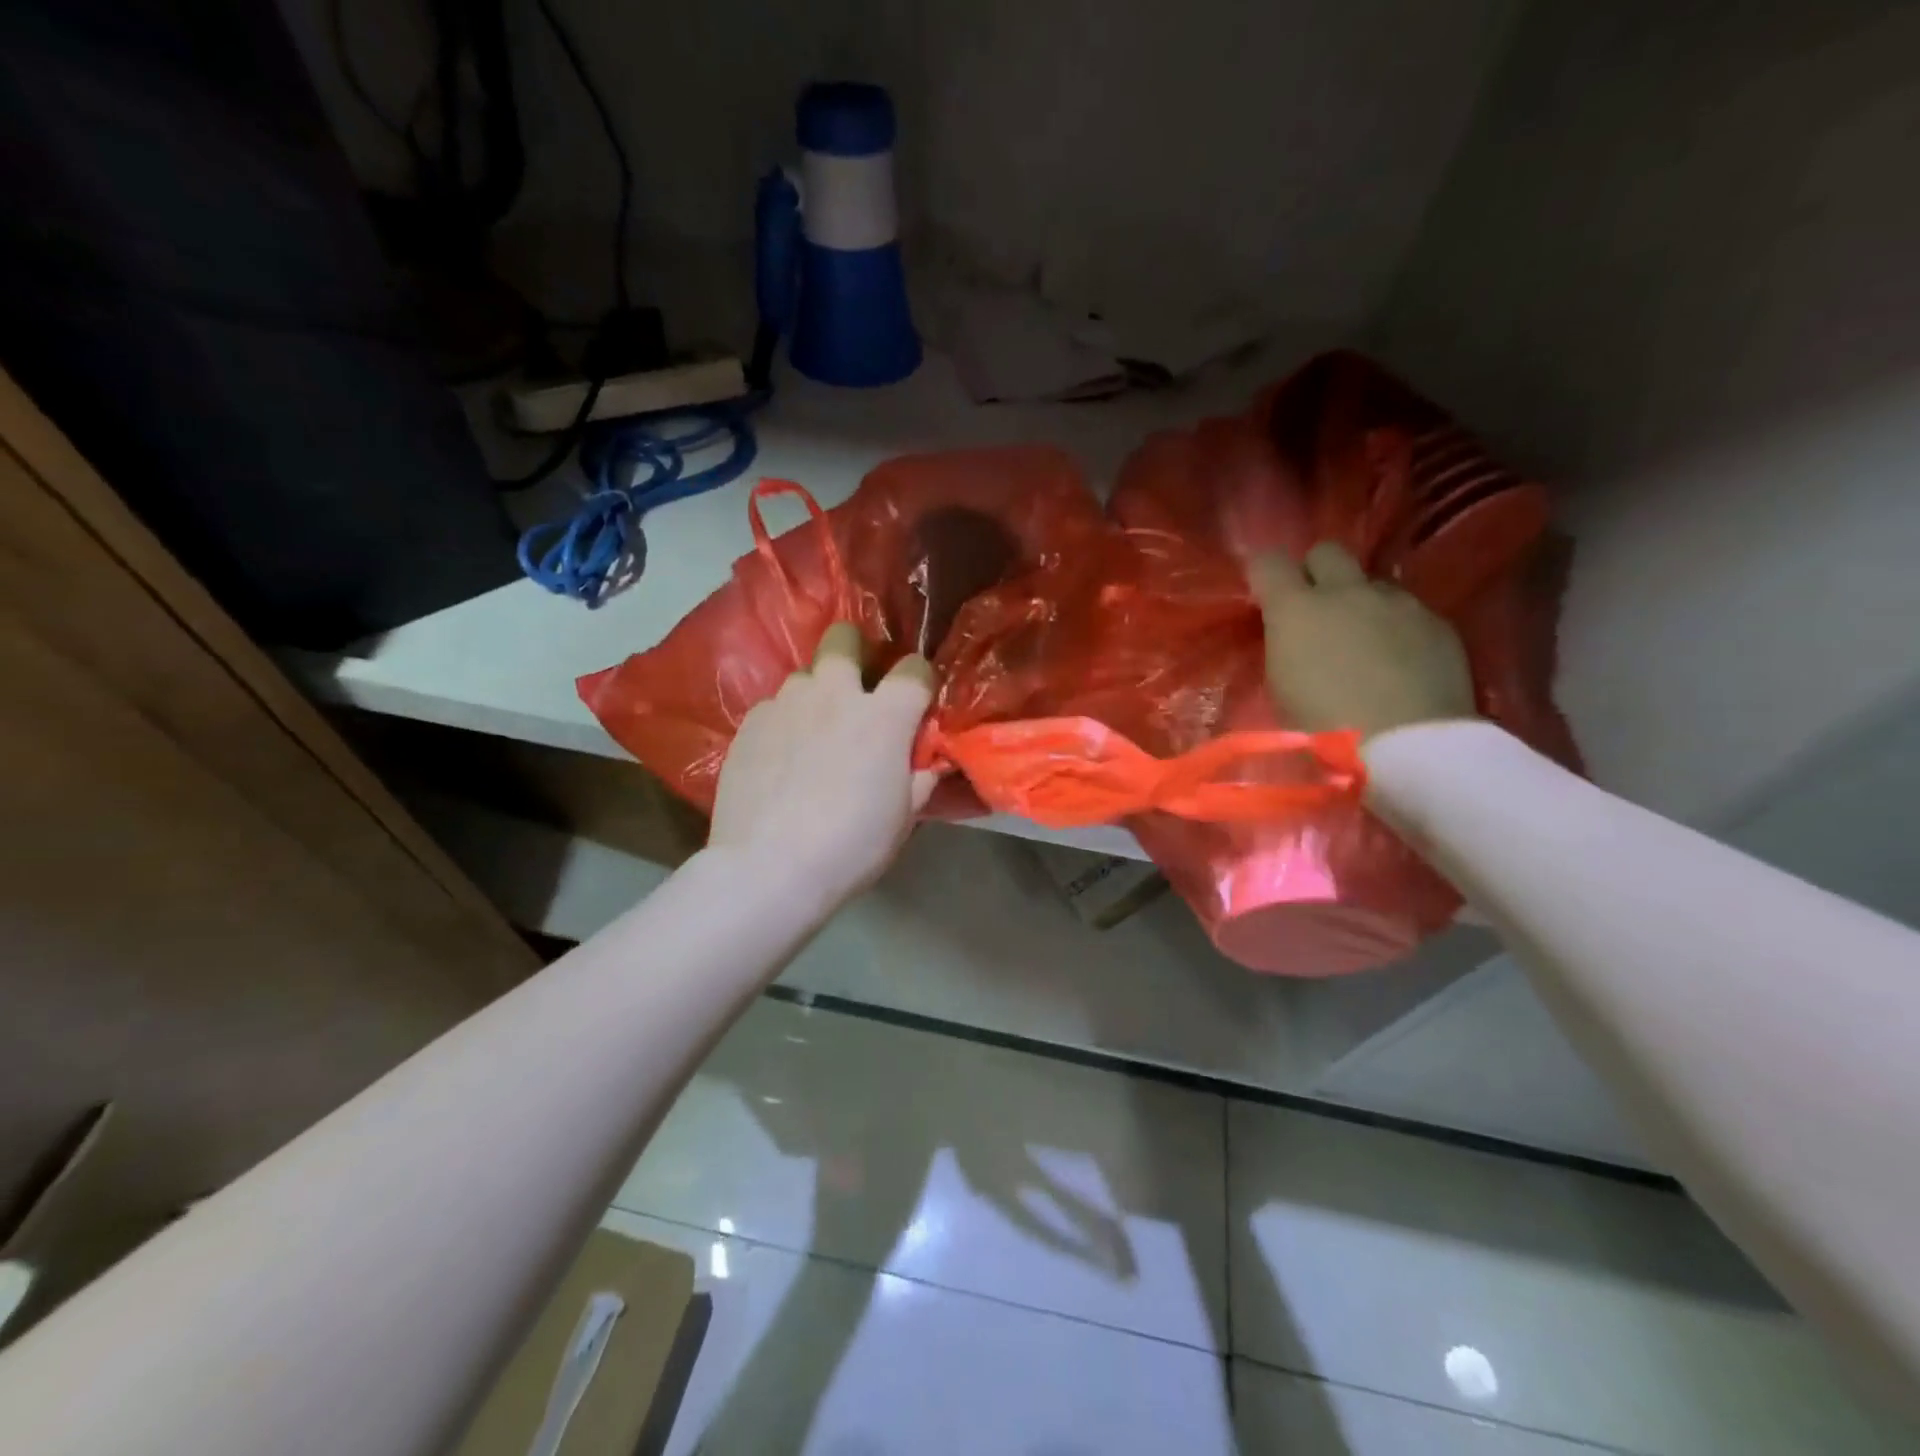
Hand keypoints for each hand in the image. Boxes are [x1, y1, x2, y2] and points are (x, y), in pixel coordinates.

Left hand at [709, 623, 938, 909]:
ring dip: (816, 695)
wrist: (769, 867)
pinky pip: (773, 707)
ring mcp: (786, 704)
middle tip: (856, 690)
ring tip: (812, 733)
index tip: (917, 703)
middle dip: (855, 652)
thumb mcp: (903, 818)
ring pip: (804, 676)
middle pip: (844, 638)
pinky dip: (784, 723)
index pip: (914, 668)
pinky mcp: (749, 723)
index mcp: (883, 716)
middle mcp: (834, 694)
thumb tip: (929, 761)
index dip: (920, 682)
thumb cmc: (851, 845)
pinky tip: (780, 758)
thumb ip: (920, 778)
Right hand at [1249, 542, 1476, 741]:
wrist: (1407, 746)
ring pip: (1372, 583)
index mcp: (1297, 609)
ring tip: (1364, 643)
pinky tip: (1400, 662)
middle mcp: (1347, 592)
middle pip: (1327, 552)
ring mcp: (1397, 603)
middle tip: (1315, 608)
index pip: (1269, 562)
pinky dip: (1397, 628)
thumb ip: (1283, 646)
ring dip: (1361, 603)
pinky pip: (1408, 611)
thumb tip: (1290, 635)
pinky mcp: (1437, 623)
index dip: (1264, 574)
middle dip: (1317, 572)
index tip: (1264, 594)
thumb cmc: (1323, 727)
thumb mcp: (1281, 687)